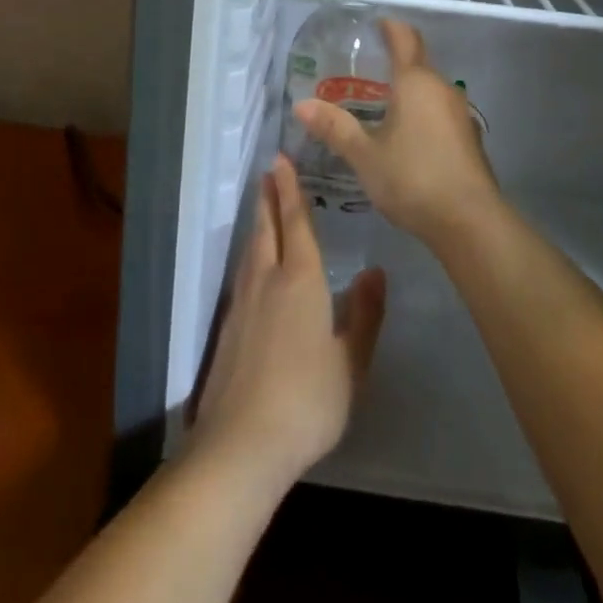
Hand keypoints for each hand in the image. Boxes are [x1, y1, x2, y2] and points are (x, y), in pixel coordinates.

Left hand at [191, 156, 386, 490]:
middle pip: (267, 229)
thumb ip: (363, 315)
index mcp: (300, 281)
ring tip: (262, 207)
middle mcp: (267, 281)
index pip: (295, 224)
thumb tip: (375, 272)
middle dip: (269, 197)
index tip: (281, 161)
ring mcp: (242, 303)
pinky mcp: (228, 326)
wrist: (242, 442)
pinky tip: (253, 264)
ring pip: (251, 249)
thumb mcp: (351, 363)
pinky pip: (242, 272)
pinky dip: (250, 253)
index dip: (290, 191)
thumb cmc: (308, 401)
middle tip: (268, 171)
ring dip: (258, 222)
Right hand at [294, 19, 500, 246]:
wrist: (469, 222)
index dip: (390, 27)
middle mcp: (442, 89)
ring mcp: (460, 114)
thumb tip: (301, 105)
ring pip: (430, 90)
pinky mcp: (468, 139)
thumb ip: (334, 128)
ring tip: (380, 103)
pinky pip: (439, 112)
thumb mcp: (365, 154)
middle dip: (394, 61)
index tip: (376, 24)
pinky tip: (405, 135)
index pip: (404, 39)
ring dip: (408, 90)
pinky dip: (421, 113)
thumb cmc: (413, 177)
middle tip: (364, 70)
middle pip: (419, 63)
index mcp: (416, 82)